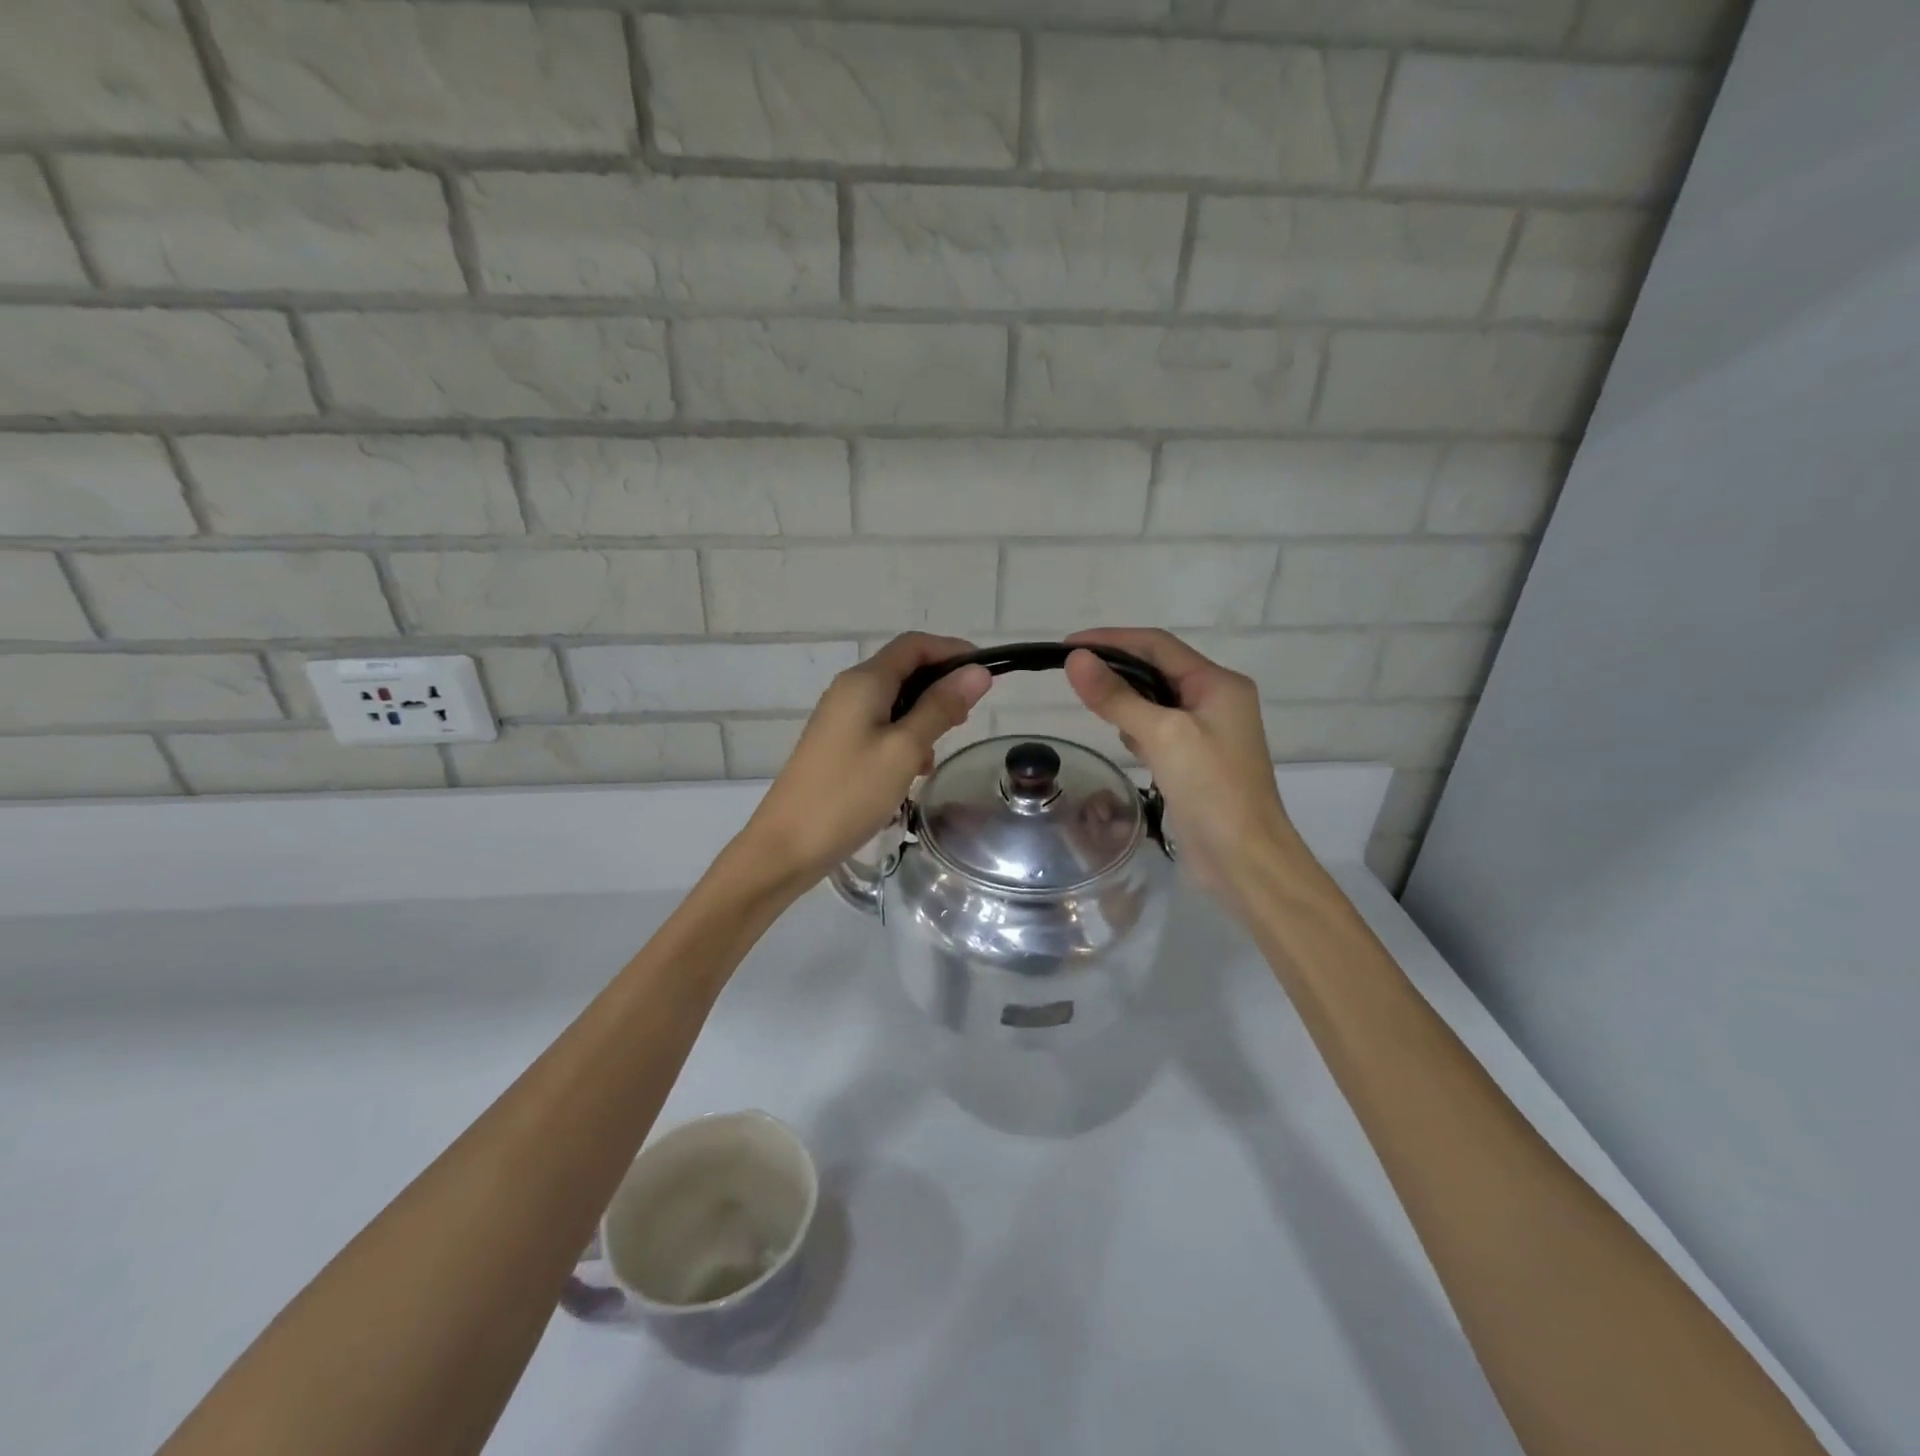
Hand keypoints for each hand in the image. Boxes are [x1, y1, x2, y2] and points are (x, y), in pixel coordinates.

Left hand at [737, 633, 991, 885]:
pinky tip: (913, 771)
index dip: (953, 651)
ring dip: (923, 718)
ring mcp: (840, 719)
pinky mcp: (837, 746)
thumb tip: (978, 671)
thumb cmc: (849, 793)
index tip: (987, 675)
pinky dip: (904, 739)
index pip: (915, 645)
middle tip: (967, 720)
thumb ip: (940, 707)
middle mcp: (849, 691)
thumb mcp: (905, 749)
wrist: (787, 846)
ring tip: (938, 753)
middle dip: (940, 687)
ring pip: (894, 702)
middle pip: (904, 670)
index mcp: (864, 682)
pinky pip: (880, 727)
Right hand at [1063, 628, 1297, 908]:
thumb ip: (1117, 697)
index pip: (1157, 645)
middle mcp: (1216, 701)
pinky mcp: (1196, 762)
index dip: (1111, 639)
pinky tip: (1126, 745)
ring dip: (1126, 702)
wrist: (1245, 861)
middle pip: (1157, 671)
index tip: (1067, 646)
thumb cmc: (1211, 790)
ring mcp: (1208, 734)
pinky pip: (1159, 732)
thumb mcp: (1162, 735)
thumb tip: (1075, 660)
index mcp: (1218, 684)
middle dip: (1116, 672)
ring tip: (1095, 711)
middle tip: (1072, 678)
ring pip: (1156, 703)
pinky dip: (1138, 731)